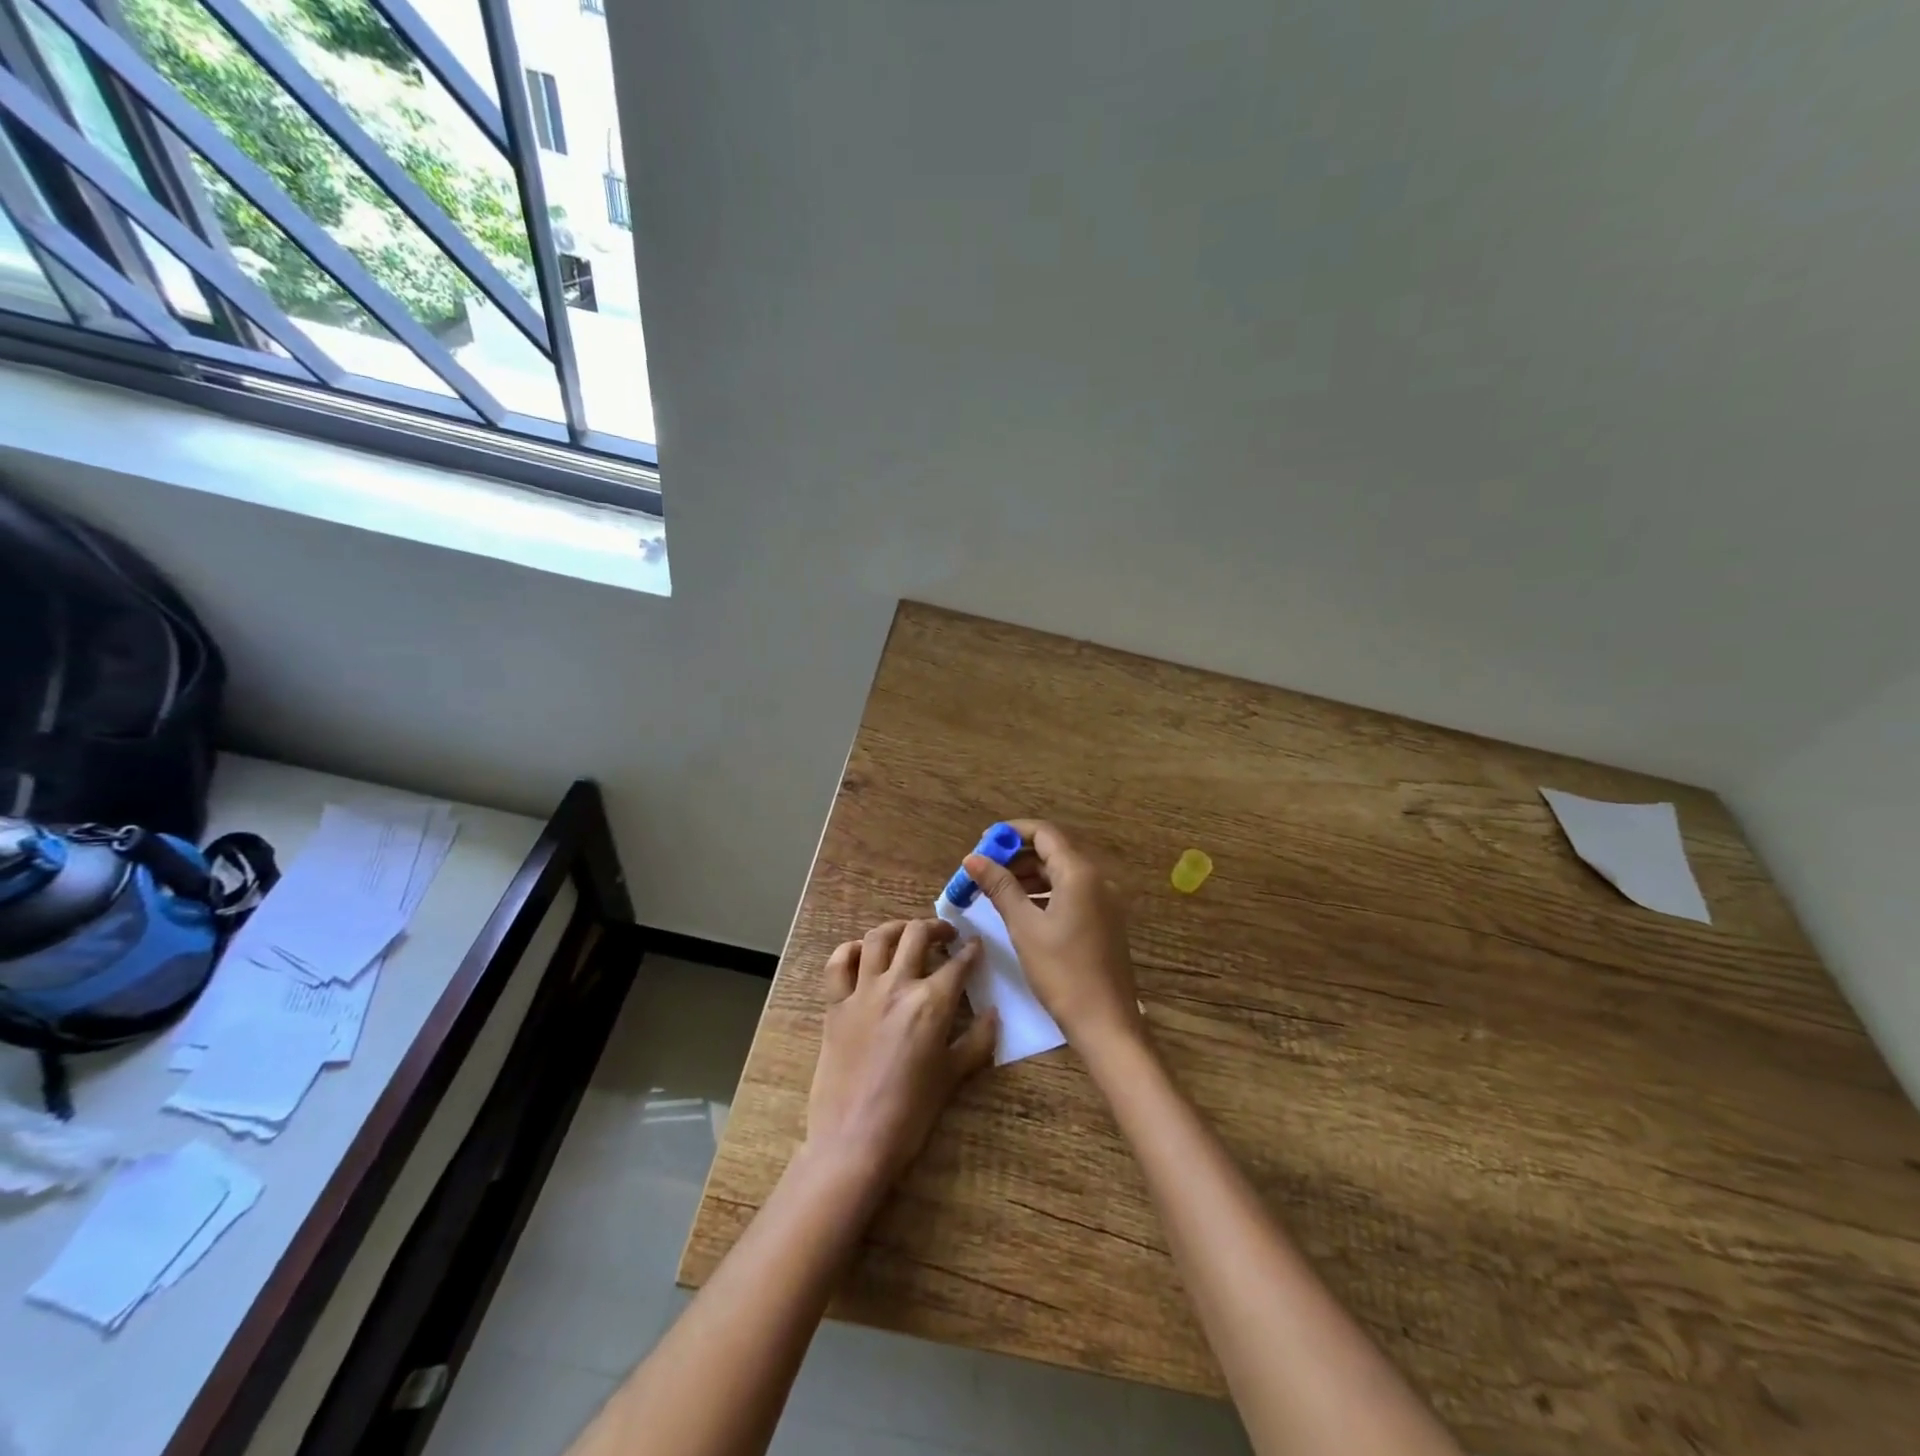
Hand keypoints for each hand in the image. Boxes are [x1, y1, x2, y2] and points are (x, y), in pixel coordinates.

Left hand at [806, 918, 997, 1186]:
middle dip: (936, 928)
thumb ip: (978, 1040)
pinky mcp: (835, 1005)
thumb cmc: (911, 1113)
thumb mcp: (953, 1076)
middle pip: (917, 935)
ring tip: (907, 933)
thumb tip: (993, 1013)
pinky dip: (850, 950)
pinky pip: (838, 963)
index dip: (972, 951)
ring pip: (878, 938)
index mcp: (932, 1002)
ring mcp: (862, 992)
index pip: (959, 964)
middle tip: (946, 935)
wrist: (854, 1141)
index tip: (976, 946)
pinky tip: (861, 953)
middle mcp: (897, 986)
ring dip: (897, 928)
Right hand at [963, 820, 1143, 1052]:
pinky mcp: (1103, 920)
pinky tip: (1021, 910)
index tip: (983, 844)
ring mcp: (1103, 900)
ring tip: (995, 891)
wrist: (1106, 1023)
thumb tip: (973, 857)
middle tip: (983, 872)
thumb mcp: (1024, 927)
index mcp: (1079, 873)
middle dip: (1016, 857)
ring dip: (1028, 876)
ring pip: (1060, 873)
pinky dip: (1044, 893)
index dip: (1011, 833)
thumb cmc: (1062, 972)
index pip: (1044, 833)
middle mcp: (1096, 878)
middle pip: (1052, 851)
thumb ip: (999, 887)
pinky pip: (1070, 892)